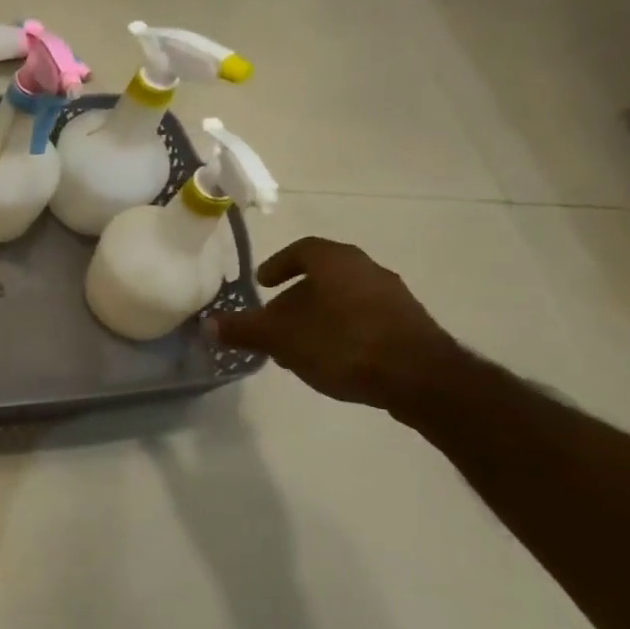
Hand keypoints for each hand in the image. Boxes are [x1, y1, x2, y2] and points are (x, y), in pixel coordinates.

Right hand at [212, 237, 463, 413]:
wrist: (421, 378)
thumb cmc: (342, 343)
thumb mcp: (281, 338)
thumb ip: (244, 329)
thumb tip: (208, 325)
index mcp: (336, 261)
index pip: (302, 250)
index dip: (278, 264)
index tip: (263, 283)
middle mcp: (368, 269)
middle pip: (323, 276)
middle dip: (296, 297)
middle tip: (276, 320)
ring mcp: (394, 297)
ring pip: (345, 299)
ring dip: (319, 316)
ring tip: (301, 345)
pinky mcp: (411, 325)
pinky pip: (366, 319)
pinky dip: (344, 330)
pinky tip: (334, 358)